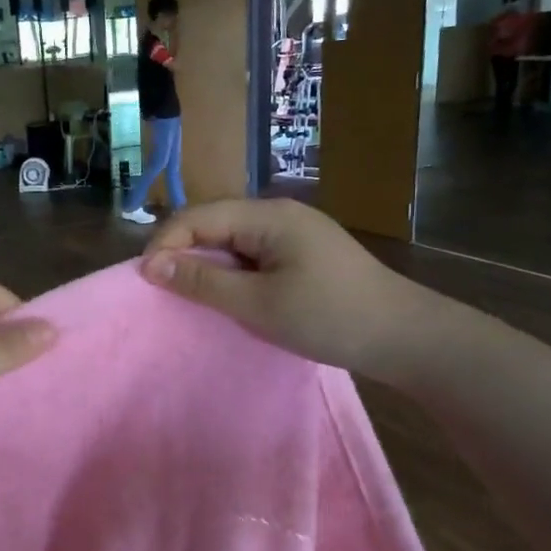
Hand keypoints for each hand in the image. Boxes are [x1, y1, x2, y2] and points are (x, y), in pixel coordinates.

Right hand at [140, 199, 443, 385]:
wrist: (405, 337)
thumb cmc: (329, 317)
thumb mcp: (257, 303)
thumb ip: (202, 282)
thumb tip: (151, 265)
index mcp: (268, 215)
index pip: (198, 216)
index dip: (166, 243)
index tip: (144, 280)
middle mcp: (278, 213)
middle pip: (213, 223)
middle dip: (182, 252)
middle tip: (161, 289)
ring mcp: (293, 231)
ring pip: (231, 239)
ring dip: (205, 263)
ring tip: (187, 294)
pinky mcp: (302, 251)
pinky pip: (251, 253)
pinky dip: (230, 271)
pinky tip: (226, 293)